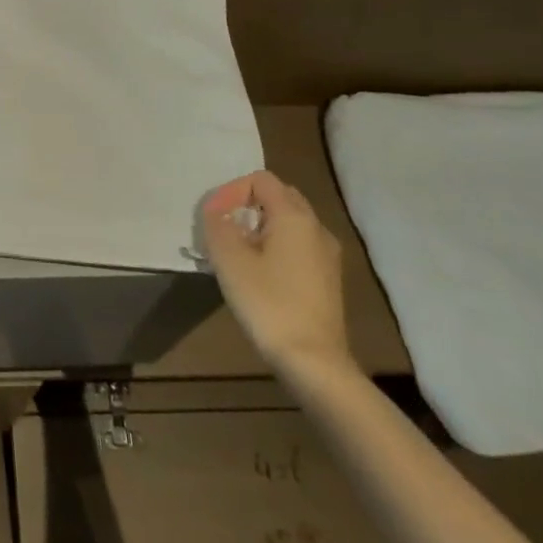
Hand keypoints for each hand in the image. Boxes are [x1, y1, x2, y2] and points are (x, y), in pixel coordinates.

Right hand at [201, 169, 353, 379]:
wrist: (313, 362)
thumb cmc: (268, 303)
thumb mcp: (229, 259)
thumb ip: (217, 224)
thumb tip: (217, 212)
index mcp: (295, 217)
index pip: (261, 180)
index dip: (232, 191)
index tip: (214, 218)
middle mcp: (317, 228)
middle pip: (279, 196)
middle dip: (247, 205)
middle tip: (224, 229)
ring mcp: (327, 255)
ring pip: (290, 222)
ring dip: (260, 226)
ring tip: (237, 250)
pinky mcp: (328, 279)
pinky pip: (298, 245)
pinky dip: (276, 245)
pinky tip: (259, 272)